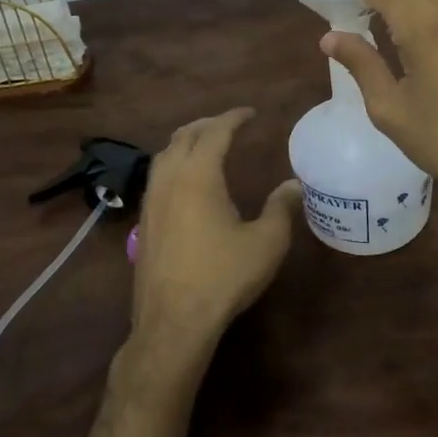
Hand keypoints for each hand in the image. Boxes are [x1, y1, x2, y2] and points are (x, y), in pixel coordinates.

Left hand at [129, 108, 298, 362]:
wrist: (173, 322)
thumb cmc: (223, 277)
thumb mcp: (266, 243)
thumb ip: (281, 209)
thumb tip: (294, 185)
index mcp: (198, 175)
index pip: (215, 132)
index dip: (234, 118)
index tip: (251, 114)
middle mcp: (169, 179)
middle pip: (185, 136)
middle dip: (208, 124)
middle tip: (230, 124)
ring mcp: (151, 200)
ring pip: (165, 154)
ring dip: (186, 141)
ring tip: (206, 144)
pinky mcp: (144, 221)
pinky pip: (157, 175)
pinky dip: (174, 162)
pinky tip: (186, 181)